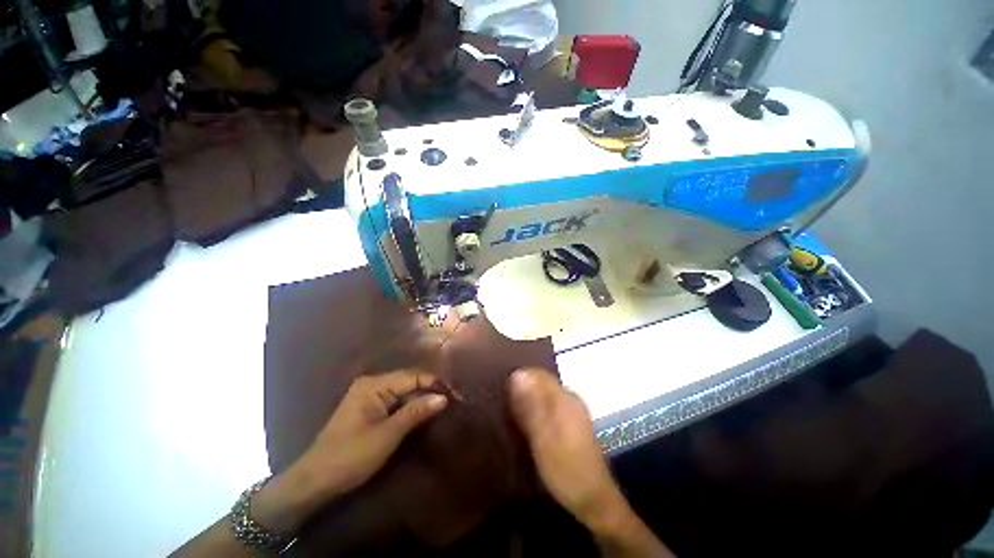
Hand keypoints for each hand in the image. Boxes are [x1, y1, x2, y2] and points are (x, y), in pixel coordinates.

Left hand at [171, 372, 448, 556]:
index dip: (434, 384)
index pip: (413, 377)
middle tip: (452, 401)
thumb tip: (443, 397)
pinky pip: (396, 402)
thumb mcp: (386, 436)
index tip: (455, 394)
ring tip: (442, 406)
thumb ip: (415, 412)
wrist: (314, 481)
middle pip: (409, 382)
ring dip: (421, 399)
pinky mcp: (370, 408)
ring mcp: (370, 395)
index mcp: (374, 385)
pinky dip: (410, 407)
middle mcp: (372, 384)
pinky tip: (423, 413)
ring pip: (404, 392)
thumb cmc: (350, 457)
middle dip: (429, 391)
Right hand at [507, 368, 623, 527]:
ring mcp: (571, 411)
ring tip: (507, 409)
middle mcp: (569, 398)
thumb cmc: (565, 468)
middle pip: (541, 382)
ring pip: (543, 395)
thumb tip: (516, 374)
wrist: (593, 500)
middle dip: (521, 387)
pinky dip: (534, 410)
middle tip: (500, 399)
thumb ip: (530, 405)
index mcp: (564, 397)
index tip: (500, 387)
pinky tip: (524, 422)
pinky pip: (548, 407)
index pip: (538, 373)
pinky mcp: (570, 424)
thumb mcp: (543, 437)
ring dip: (527, 399)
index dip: (518, 376)